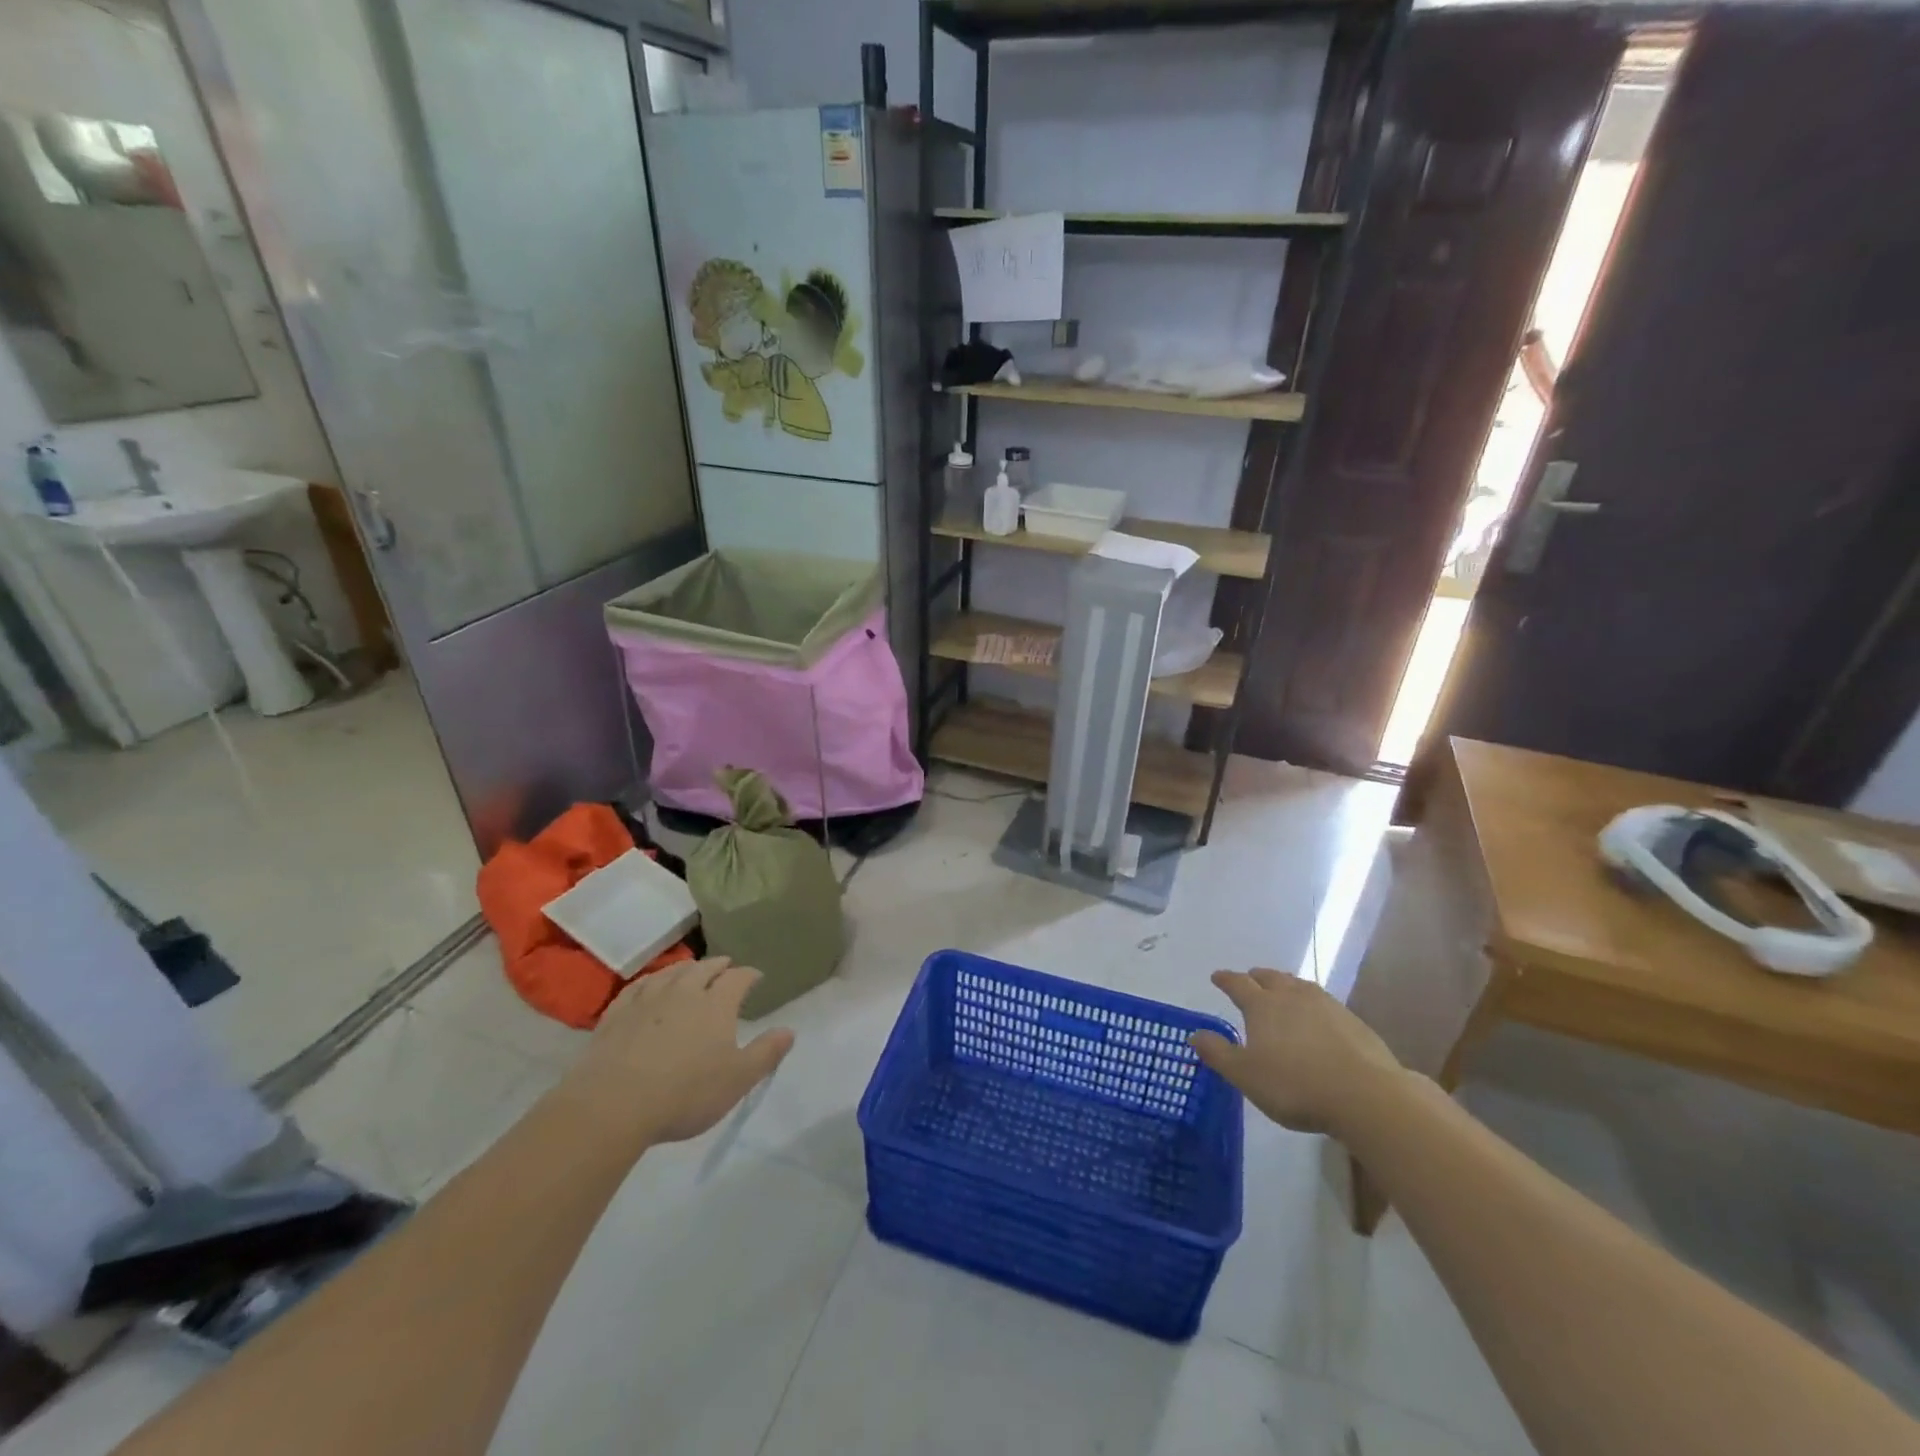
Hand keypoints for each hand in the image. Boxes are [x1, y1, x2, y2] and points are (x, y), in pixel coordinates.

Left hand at [554, 957, 793, 1150]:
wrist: (613, 1105)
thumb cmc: (685, 1094)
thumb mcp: (737, 1080)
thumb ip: (766, 1054)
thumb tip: (789, 1030)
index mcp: (716, 1004)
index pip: (738, 978)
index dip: (750, 975)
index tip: (756, 977)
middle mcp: (684, 992)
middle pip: (704, 968)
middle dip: (719, 965)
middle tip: (726, 966)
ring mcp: (647, 1000)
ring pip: (671, 973)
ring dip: (685, 968)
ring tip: (691, 969)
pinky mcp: (616, 1014)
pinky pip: (637, 987)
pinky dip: (650, 981)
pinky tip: (649, 986)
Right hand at [1191, 968, 1402, 1135]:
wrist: (1365, 1096)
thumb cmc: (1295, 1085)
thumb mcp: (1245, 1075)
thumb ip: (1218, 1053)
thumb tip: (1194, 1034)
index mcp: (1262, 1005)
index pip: (1238, 984)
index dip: (1225, 979)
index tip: (1217, 977)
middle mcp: (1292, 996)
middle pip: (1271, 978)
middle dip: (1257, 977)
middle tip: (1250, 979)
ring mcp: (1326, 1005)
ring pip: (1299, 986)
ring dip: (1286, 985)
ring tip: (1282, 992)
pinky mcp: (1353, 1021)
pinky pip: (1324, 1002)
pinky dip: (1312, 1004)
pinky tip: (1317, 1017)